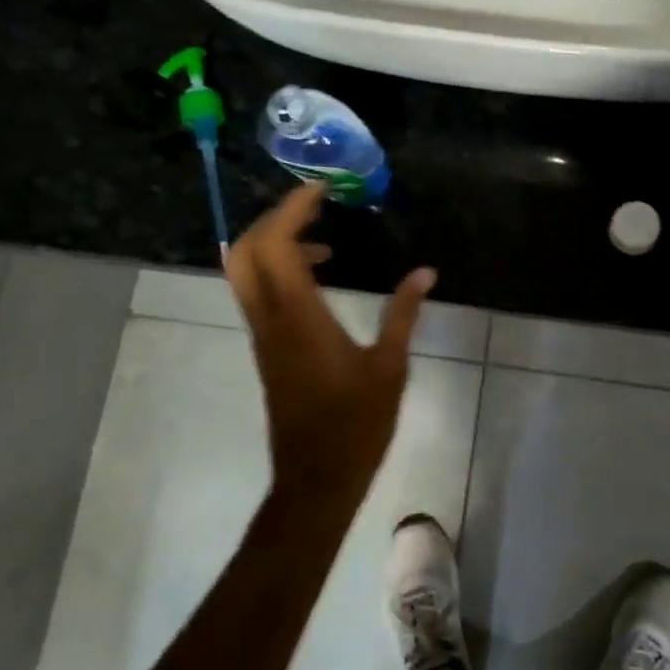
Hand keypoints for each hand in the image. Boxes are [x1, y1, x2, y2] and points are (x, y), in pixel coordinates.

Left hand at [225, 183, 436, 494]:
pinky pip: (258, 292)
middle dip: (273, 218)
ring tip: (323, 236)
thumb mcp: (390, 368)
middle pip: (245, 251)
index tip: (321, 189)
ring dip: (273, 242)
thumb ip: (403, 314)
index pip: (277, 245)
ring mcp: (262, 335)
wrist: (315, 480)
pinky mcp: (266, 349)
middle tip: (314, 205)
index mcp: (299, 318)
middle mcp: (270, 320)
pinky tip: (320, 276)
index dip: (293, 209)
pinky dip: (278, 268)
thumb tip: (425, 272)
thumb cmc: (356, 426)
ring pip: (245, 272)